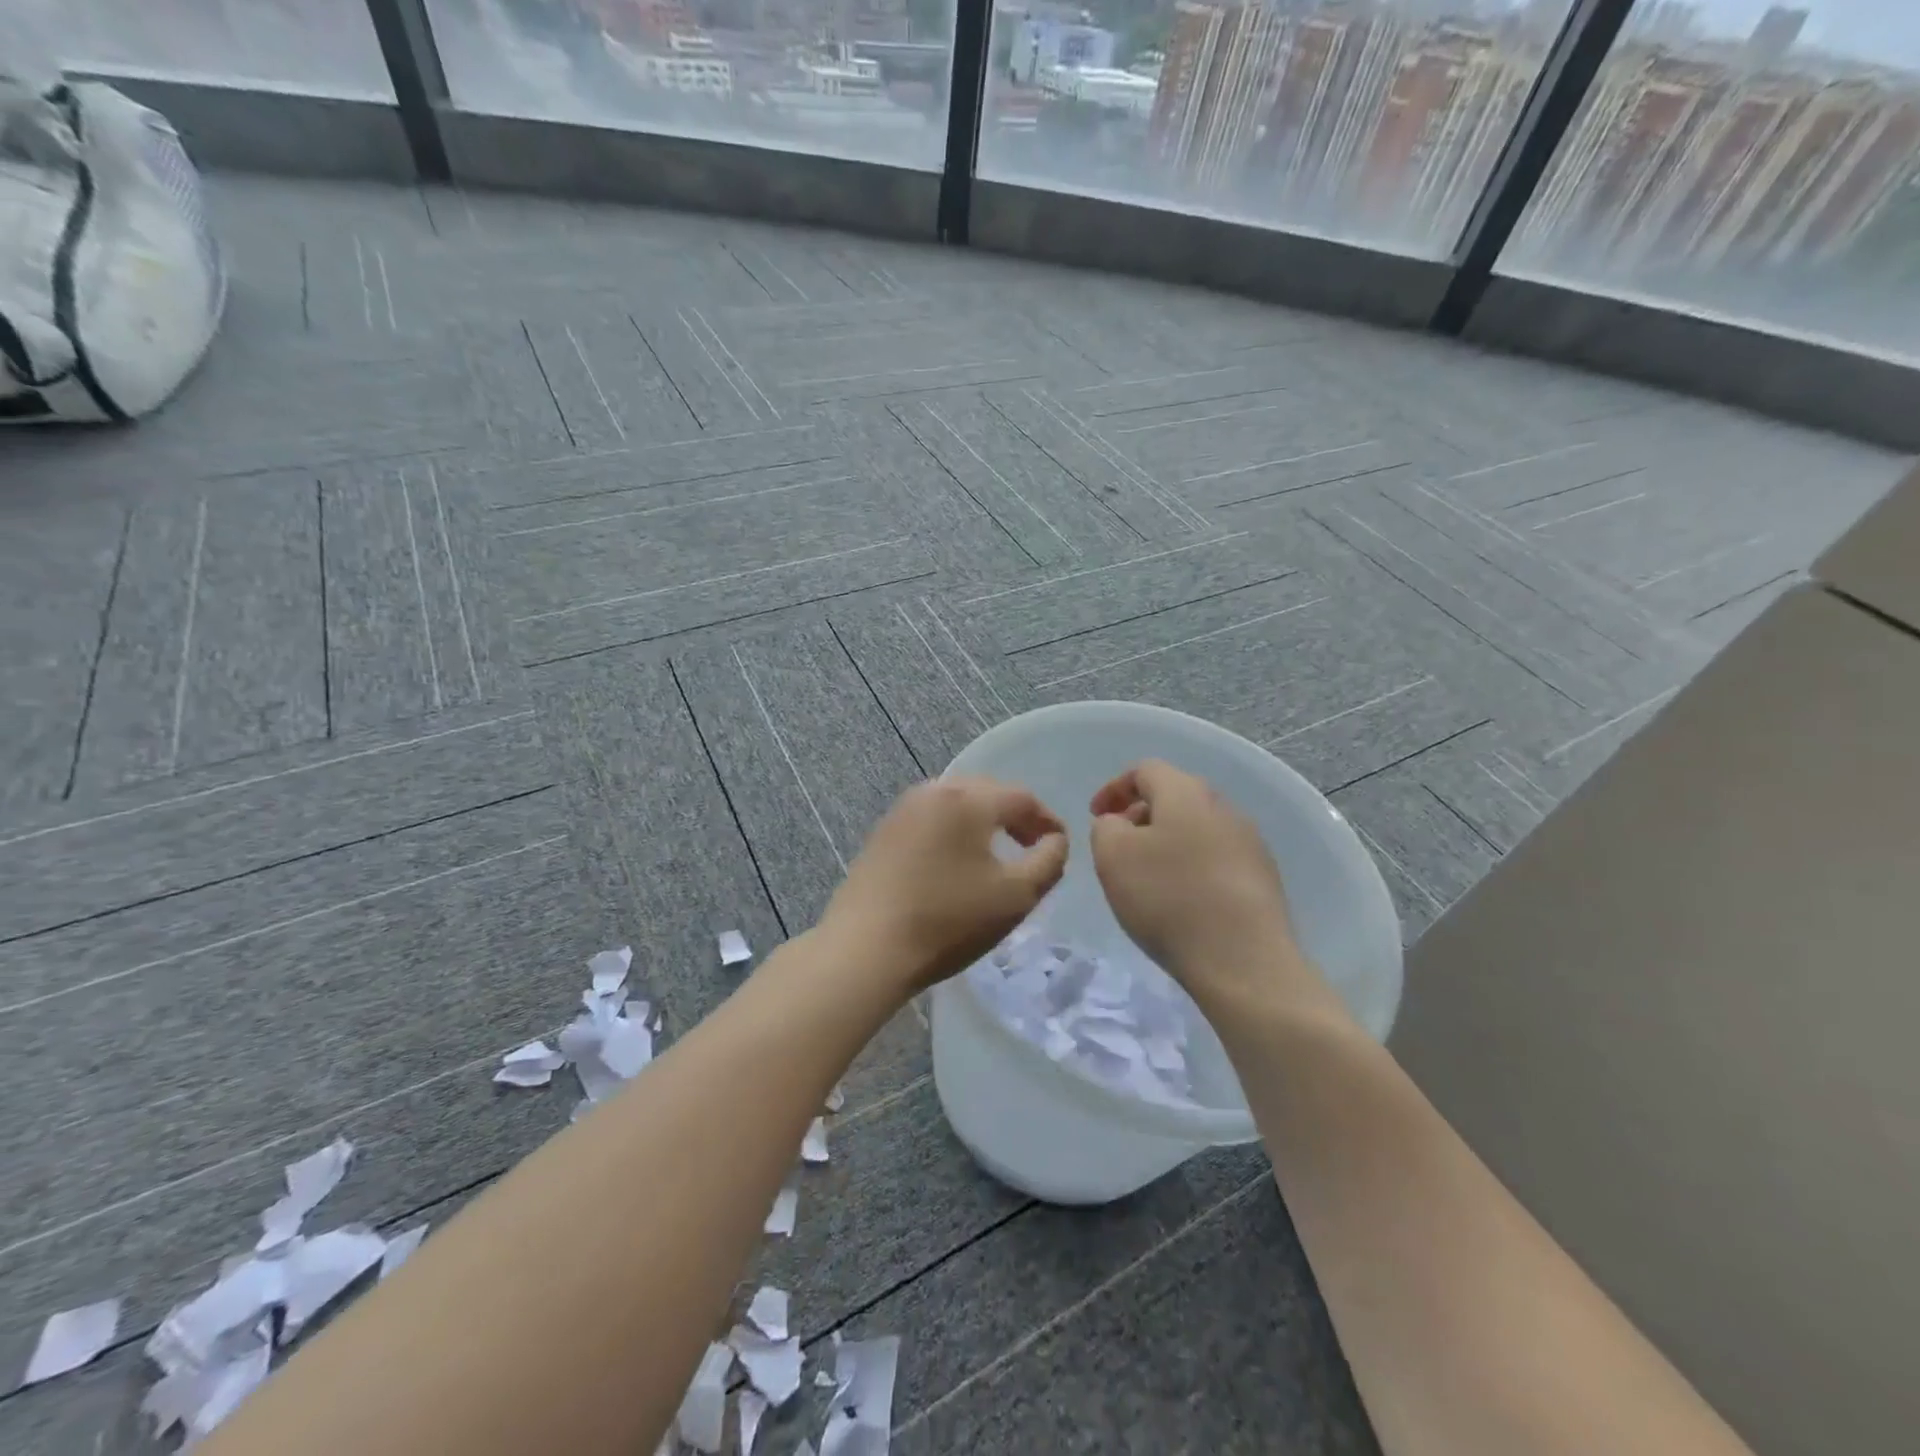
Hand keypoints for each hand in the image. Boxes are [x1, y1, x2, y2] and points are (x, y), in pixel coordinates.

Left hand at [822, 777, 1068, 997]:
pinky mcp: (883, 831)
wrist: (866, 948)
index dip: (1047, 820)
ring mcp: (903, 809)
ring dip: (982, 821)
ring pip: (956, 803)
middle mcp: (934, 791)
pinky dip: (953, 830)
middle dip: (1014, 816)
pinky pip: (931, 818)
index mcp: (968, 799)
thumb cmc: (948, 921)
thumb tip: (1055, 840)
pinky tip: (956, 860)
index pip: (1021, 798)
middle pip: (987, 792)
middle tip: (1032, 845)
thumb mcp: (1015, 897)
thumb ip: (1049, 862)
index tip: (1060, 846)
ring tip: (996, 852)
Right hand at [1089, 760, 1324, 1009]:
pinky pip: (1216, 858)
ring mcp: (1249, 842)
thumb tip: (1120, 824)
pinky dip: (1191, 867)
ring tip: (1147, 877)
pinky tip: (1181, 900)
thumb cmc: (1168, 898)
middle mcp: (1223, 807)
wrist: (1244, 960)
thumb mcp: (1112, 856)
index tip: (1094, 816)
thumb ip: (1106, 827)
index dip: (1114, 788)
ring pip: (1197, 828)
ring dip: (1167, 842)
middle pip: (1174, 796)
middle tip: (1118, 846)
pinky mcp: (1263, 877)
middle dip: (1140, 815)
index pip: (1145, 770)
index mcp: (1186, 792)